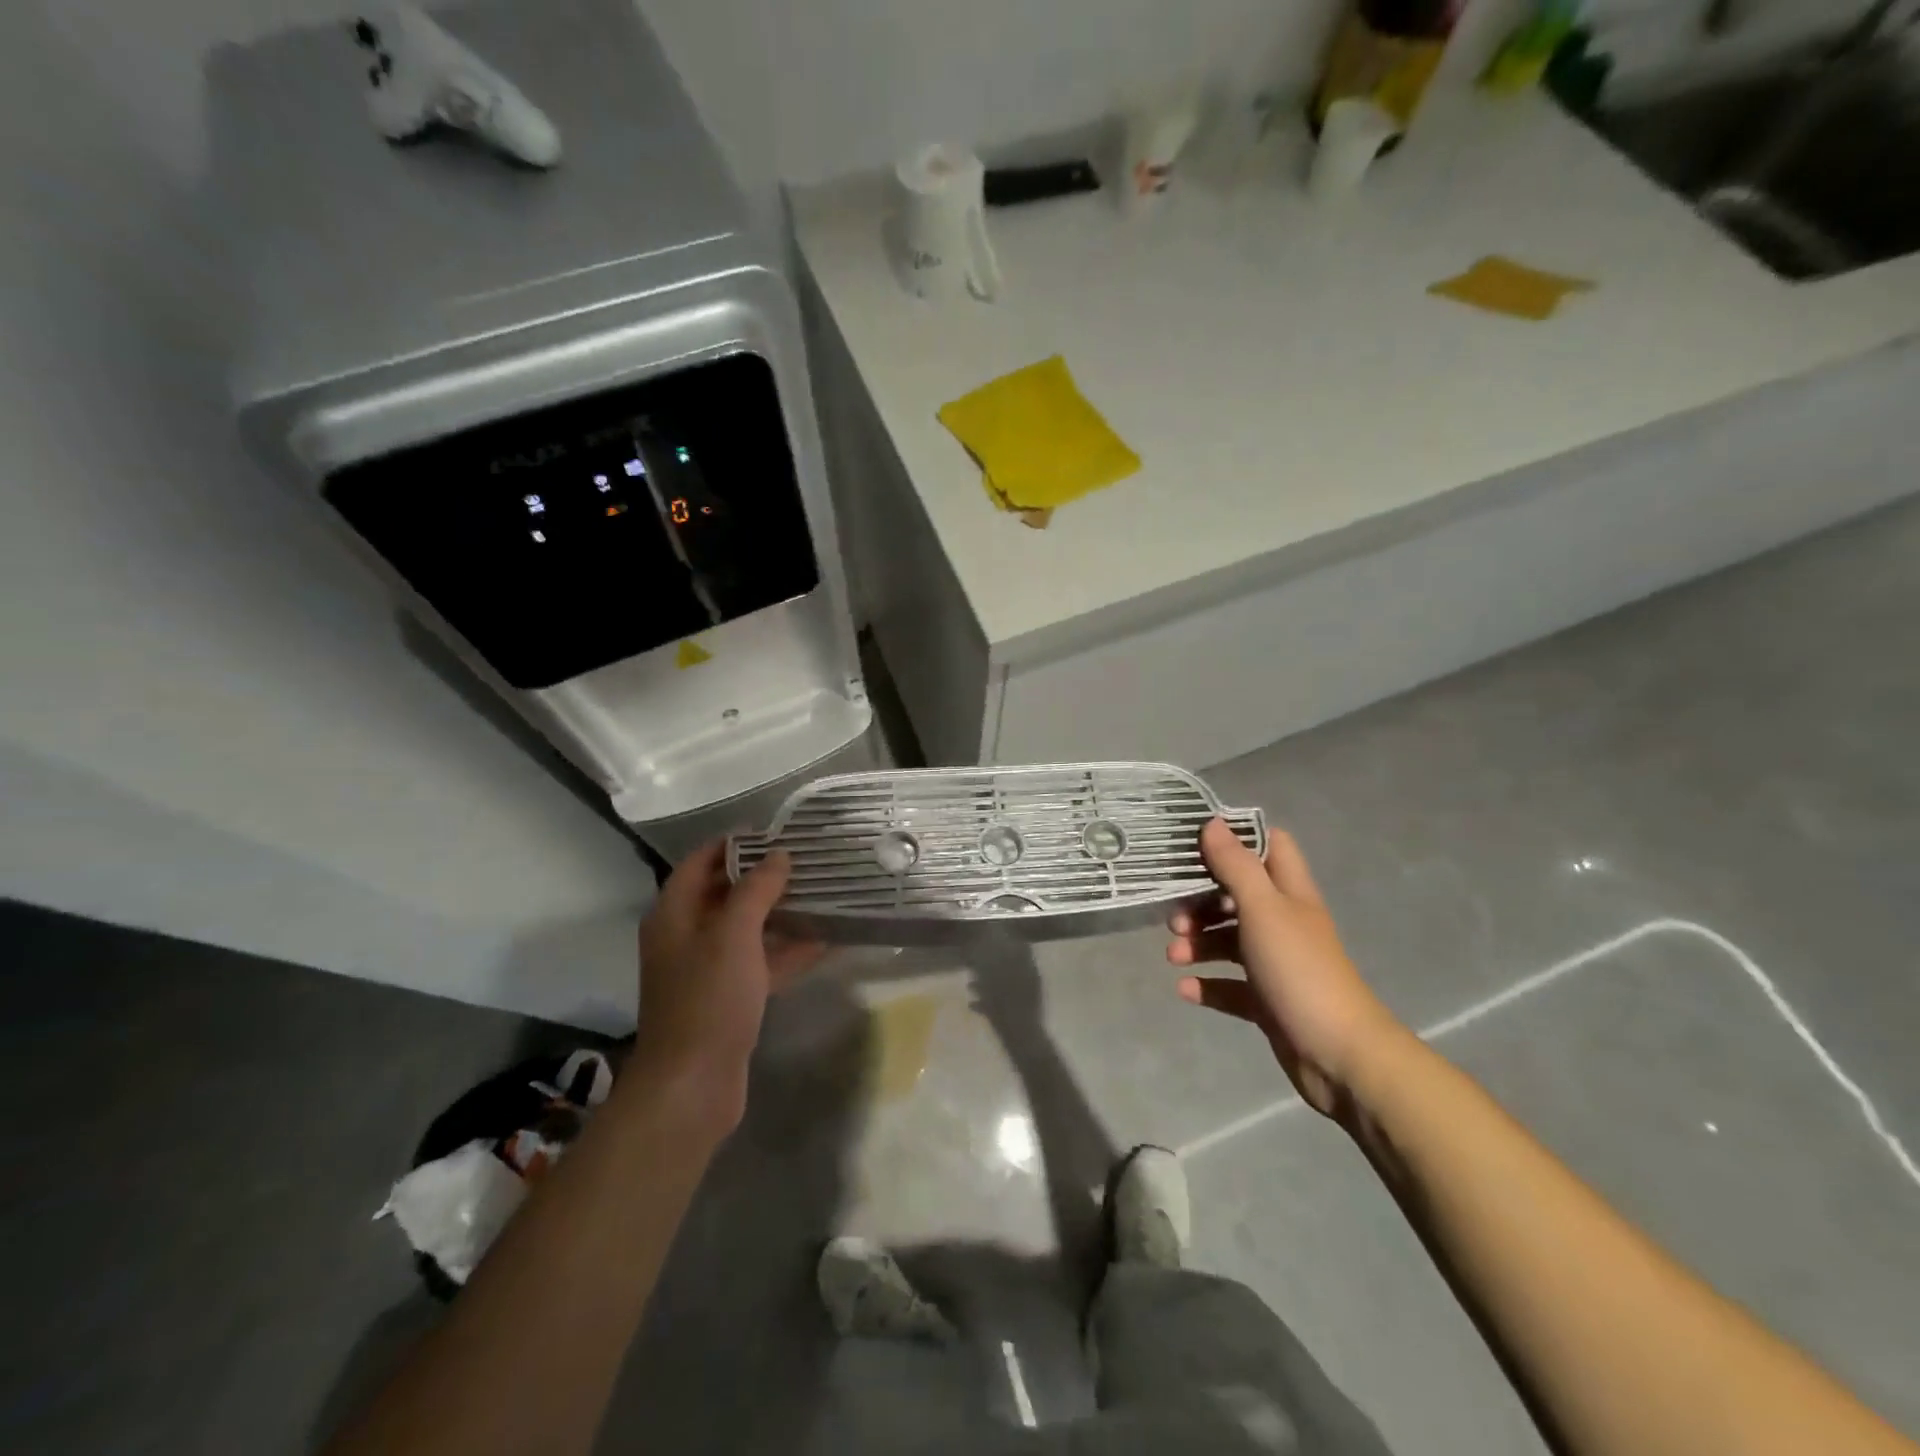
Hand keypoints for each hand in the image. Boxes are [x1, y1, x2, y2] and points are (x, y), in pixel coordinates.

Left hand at [631, 839, 824, 1129]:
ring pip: (747, 929)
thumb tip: (779, 855)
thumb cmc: (708, 999)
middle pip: (725, 893)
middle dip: (763, 877)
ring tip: (822, 894)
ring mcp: (707, 970)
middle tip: (806, 861)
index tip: (775, 832)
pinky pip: (759, 963)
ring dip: (780, 913)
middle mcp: (686, 936)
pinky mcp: (727, 998)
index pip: (701, 862)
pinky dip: (786, 952)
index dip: (734, 844)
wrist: (692, 1086)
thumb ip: (757, 890)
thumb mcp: (734, 935)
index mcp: (674, 915)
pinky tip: (824, 942)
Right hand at [1168, 819, 1404, 1118]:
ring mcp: (1276, 964)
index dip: (1235, 840)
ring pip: (1229, 941)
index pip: (1269, 847)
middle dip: (1202, 902)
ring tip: (1174, 957)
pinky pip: (1230, 985)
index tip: (1195, 844)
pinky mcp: (1267, 1001)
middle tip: (1174, 916)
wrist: (1340, 1055)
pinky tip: (1184, 988)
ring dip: (1198, 944)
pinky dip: (1206, 984)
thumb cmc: (1300, 970)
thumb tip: (1213, 823)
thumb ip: (1236, 866)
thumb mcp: (1263, 909)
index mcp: (1290, 894)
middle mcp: (1284, 923)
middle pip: (1237, 896)